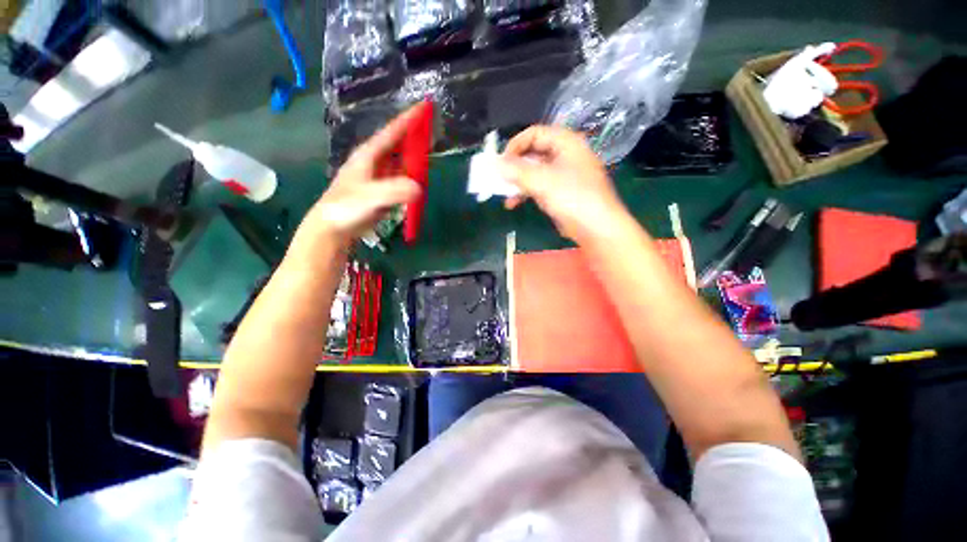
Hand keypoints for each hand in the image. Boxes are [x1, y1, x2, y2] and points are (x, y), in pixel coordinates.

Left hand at [300, 104, 425, 245]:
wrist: (333, 227)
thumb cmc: (346, 207)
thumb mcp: (370, 197)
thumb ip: (393, 191)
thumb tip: (419, 188)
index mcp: (369, 155)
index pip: (392, 132)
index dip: (409, 118)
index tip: (425, 105)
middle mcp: (374, 162)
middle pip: (398, 145)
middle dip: (415, 137)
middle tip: (433, 131)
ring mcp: (378, 177)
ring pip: (400, 162)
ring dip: (415, 157)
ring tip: (430, 153)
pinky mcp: (382, 191)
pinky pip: (400, 179)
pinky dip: (411, 177)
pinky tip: (419, 179)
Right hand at [500, 125, 629, 242]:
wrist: (597, 228)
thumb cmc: (573, 198)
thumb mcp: (543, 181)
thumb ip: (516, 171)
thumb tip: (494, 164)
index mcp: (566, 142)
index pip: (534, 133)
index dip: (515, 145)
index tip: (501, 162)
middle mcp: (565, 154)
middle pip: (533, 153)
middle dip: (514, 166)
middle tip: (499, 178)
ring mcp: (563, 174)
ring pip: (534, 171)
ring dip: (517, 182)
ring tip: (504, 194)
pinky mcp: (561, 192)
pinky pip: (539, 186)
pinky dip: (525, 192)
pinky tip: (513, 204)